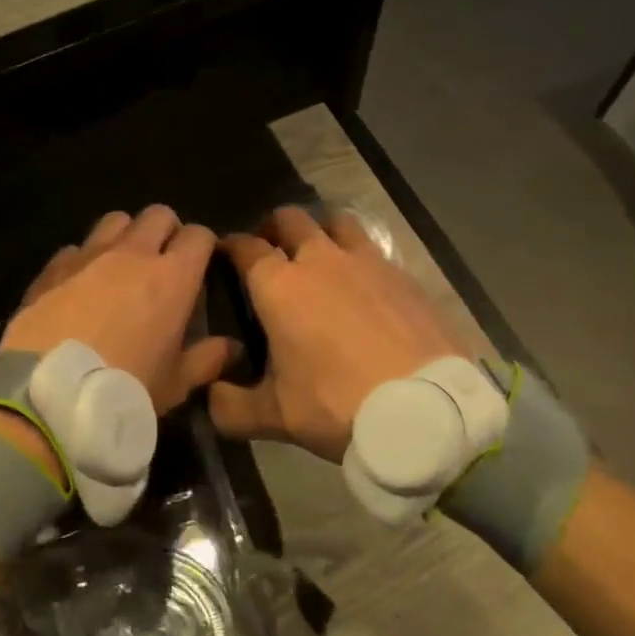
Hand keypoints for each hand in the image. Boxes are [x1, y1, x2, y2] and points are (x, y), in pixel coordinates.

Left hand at [1, 206, 236, 413]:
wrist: (52, 392)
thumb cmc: (125, 388)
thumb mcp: (175, 383)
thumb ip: (207, 359)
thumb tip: (232, 347)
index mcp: (173, 277)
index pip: (199, 235)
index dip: (203, 245)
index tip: (202, 265)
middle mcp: (133, 253)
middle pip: (158, 215)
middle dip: (166, 230)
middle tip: (164, 260)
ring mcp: (89, 254)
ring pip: (116, 220)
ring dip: (126, 235)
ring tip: (122, 265)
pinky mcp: (53, 266)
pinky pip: (76, 247)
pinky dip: (84, 259)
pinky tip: (80, 284)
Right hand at [209, 206, 463, 461]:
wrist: (424, 410)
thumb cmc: (338, 405)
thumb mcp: (276, 416)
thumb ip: (231, 406)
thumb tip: (210, 396)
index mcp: (279, 285)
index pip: (245, 247)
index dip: (230, 246)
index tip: (226, 254)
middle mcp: (319, 260)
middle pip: (290, 219)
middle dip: (274, 228)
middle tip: (271, 252)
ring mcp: (366, 261)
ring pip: (336, 222)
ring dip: (321, 231)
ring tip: (320, 255)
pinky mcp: (403, 273)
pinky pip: (373, 249)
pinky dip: (360, 257)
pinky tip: (364, 285)